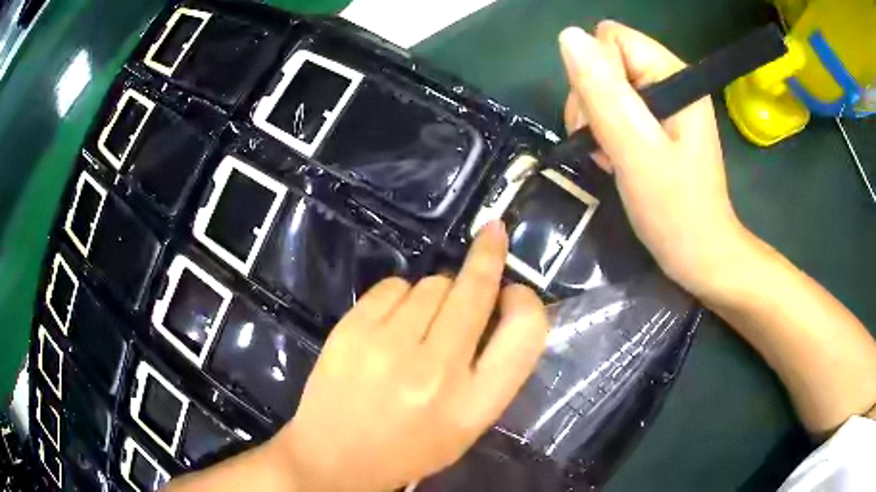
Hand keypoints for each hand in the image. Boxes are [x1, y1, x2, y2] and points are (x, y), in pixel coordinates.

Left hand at [273, 221, 548, 491]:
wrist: (332, 457)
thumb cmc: (407, 448)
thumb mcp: (466, 426)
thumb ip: (491, 372)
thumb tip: (499, 302)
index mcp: (473, 405)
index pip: (524, 333)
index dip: (527, 301)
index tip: (515, 286)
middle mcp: (436, 372)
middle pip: (475, 289)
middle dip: (487, 257)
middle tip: (491, 239)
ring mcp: (389, 346)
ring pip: (433, 283)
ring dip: (437, 293)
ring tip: (421, 323)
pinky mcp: (352, 329)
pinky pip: (394, 285)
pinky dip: (401, 295)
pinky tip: (391, 323)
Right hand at [559, 21, 745, 299]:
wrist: (699, 255)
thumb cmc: (676, 210)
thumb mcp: (637, 152)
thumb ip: (605, 94)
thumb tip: (569, 37)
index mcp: (672, 75)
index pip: (611, 39)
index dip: (597, 74)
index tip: (605, 119)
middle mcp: (668, 79)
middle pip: (604, 61)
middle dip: (593, 101)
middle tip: (607, 144)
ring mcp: (661, 102)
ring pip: (602, 86)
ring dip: (595, 120)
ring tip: (611, 156)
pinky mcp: (654, 122)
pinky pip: (611, 108)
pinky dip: (603, 132)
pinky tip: (614, 158)